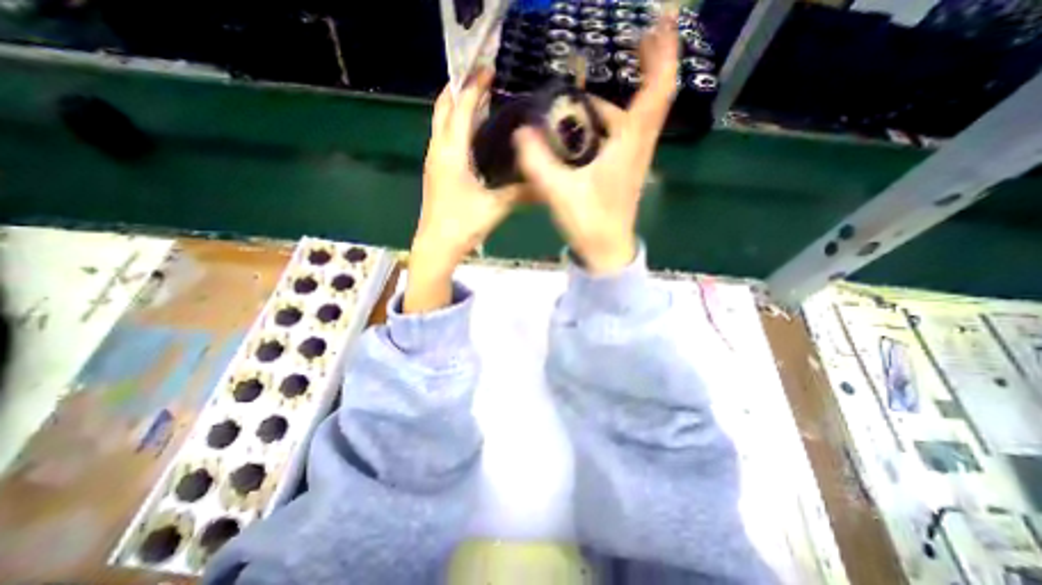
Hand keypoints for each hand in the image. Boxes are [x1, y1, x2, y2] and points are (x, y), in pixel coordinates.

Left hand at [404, 69, 521, 313]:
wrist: (436, 246)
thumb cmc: (462, 224)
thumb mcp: (495, 207)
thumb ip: (521, 193)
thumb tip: (547, 186)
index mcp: (451, 152)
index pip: (461, 107)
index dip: (474, 86)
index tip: (489, 69)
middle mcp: (438, 151)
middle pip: (443, 108)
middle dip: (459, 88)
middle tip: (481, 80)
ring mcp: (434, 162)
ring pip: (441, 124)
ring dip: (456, 107)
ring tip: (480, 100)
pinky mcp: (436, 173)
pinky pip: (444, 139)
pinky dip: (456, 127)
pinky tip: (472, 135)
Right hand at [511, 10, 675, 272]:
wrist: (606, 251)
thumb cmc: (589, 223)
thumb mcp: (559, 193)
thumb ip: (537, 162)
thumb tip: (520, 131)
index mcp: (629, 146)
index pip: (656, 91)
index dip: (663, 54)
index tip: (659, 23)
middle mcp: (638, 147)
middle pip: (654, 97)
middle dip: (652, 62)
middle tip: (639, 36)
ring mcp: (634, 159)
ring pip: (638, 116)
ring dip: (627, 93)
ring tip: (596, 87)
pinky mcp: (626, 170)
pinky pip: (627, 133)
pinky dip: (615, 117)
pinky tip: (592, 122)